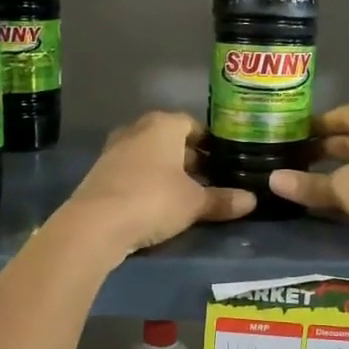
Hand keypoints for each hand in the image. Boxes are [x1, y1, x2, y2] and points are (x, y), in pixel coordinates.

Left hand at [61, 111, 255, 257]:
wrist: (96, 224)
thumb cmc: (154, 200)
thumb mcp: (194, 203)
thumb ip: (222, 199)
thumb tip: (252, 200)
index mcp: (163, 125)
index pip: (192, 124)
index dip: (209, 142)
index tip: (222, 160)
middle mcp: (136, 130)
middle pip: (169, 139)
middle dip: (188, 157)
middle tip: (208, 179)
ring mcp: (114, 150)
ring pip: (149, 155)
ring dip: (165, 171)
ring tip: (185, 194)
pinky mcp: (99, 173)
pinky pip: (132, 172)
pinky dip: (145, 182)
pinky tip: (156, 203)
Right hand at [268, 105, 348, 268]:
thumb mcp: (344, 187)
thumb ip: (309, 184)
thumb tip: (272, 180)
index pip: (340, 115)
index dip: (314, 124)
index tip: (287, 135)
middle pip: (348, 140)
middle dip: (320, 151)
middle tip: (287, 161)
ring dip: (333, 175)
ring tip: (299, 183)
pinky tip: (326, 204)